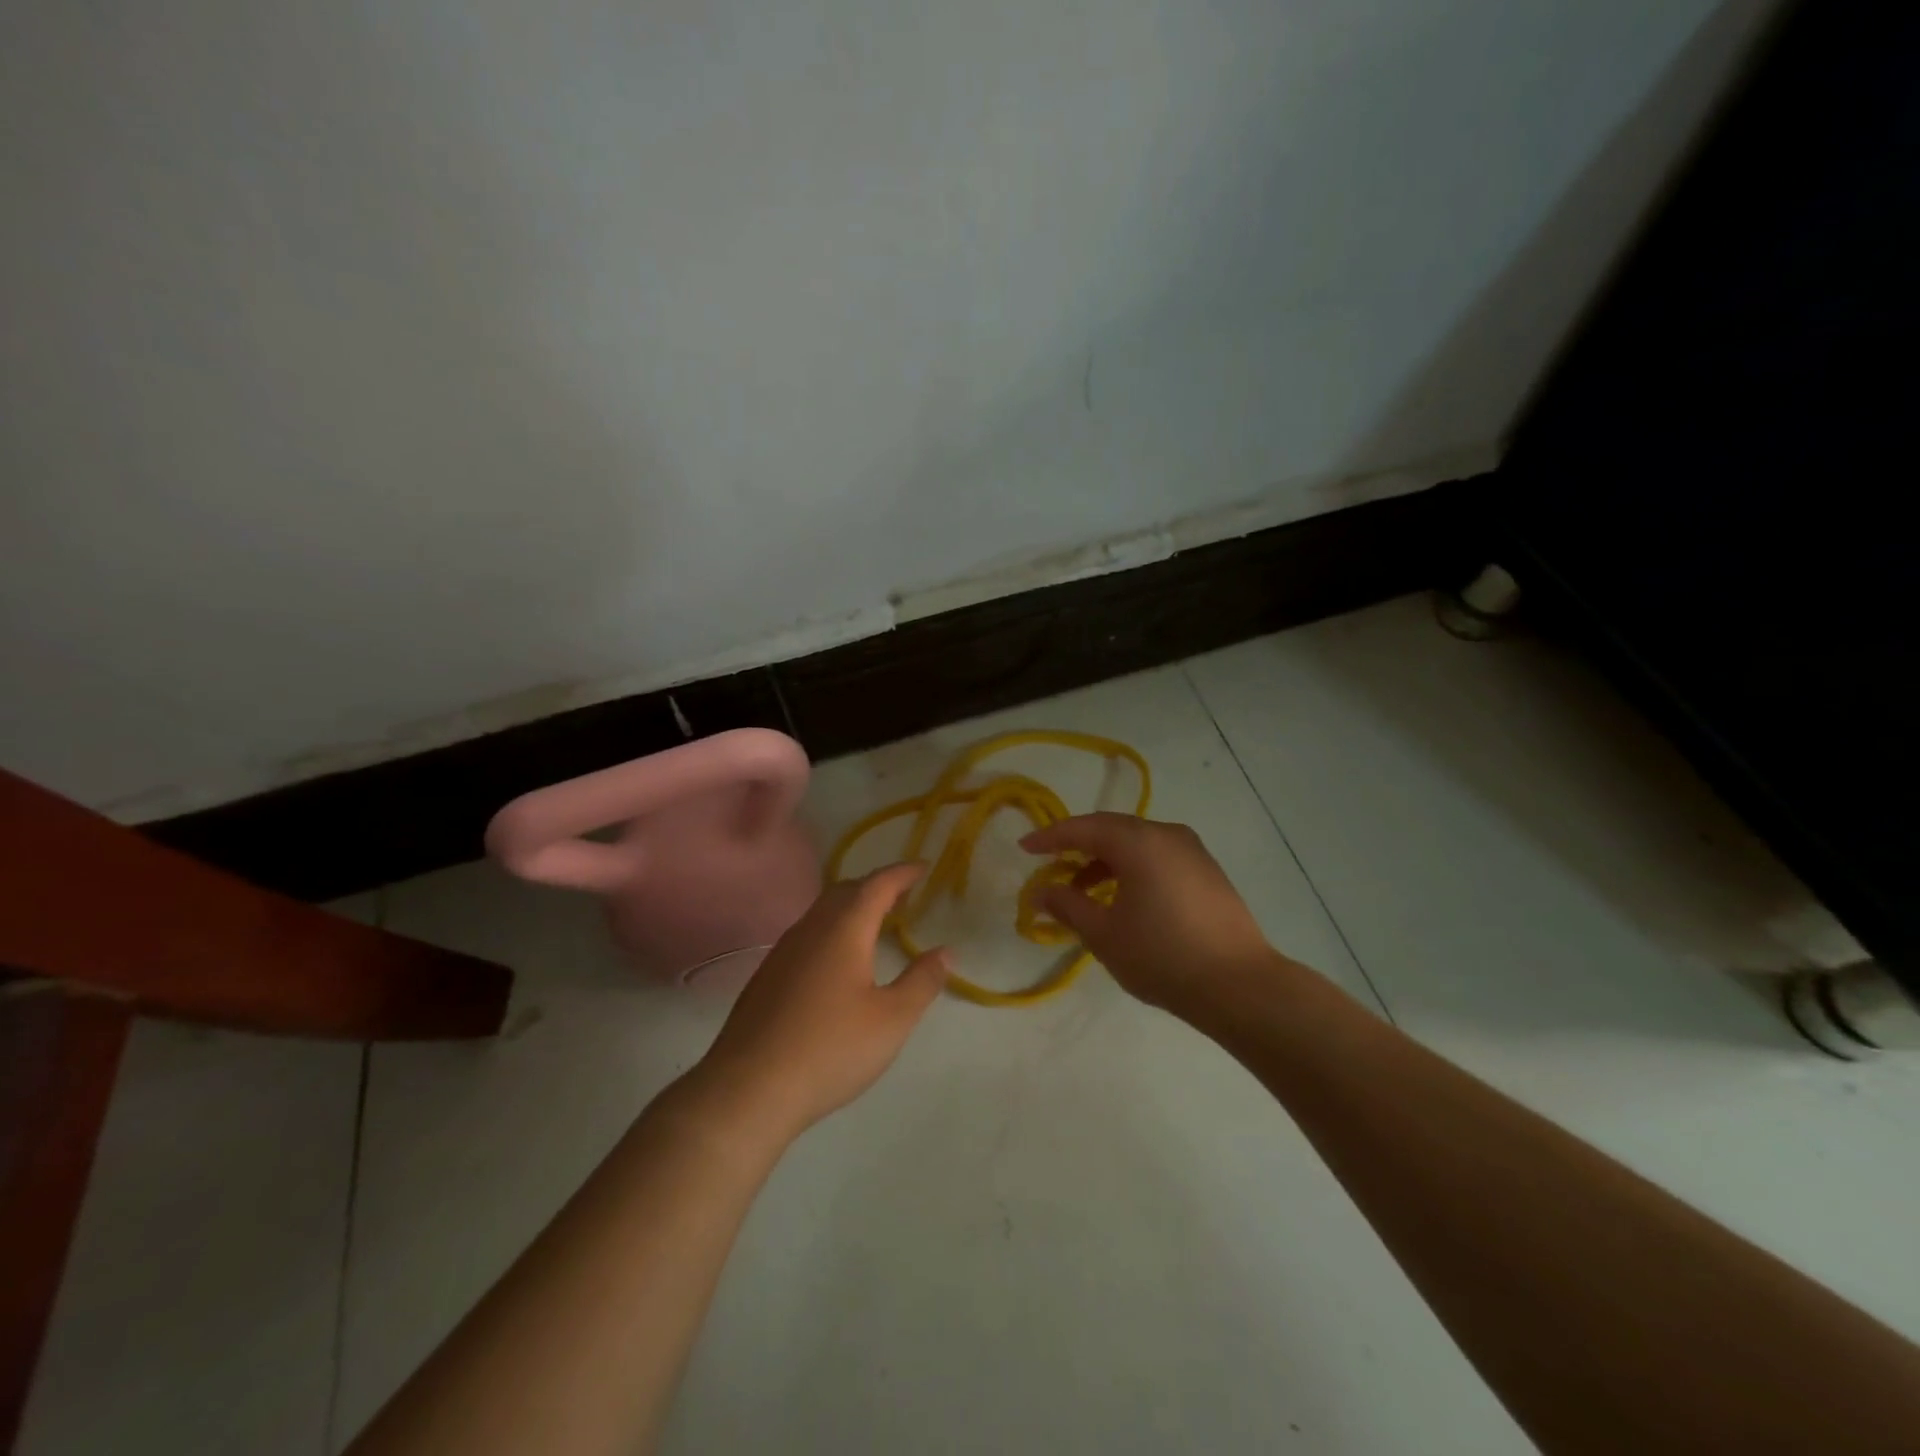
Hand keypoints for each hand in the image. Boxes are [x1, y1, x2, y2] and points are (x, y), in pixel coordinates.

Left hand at [688, 863, 949, 1145]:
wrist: (748, 1088)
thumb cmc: (830, 1048)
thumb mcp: (891, 1020)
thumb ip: (922, 981)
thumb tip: (946, 952)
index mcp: (844, 929)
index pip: (877, 884)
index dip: (903, 872)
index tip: (924, 867)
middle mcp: (811, 929)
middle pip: (846, 890)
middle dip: (876, 886)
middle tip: (904, 895)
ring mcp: (783, 951)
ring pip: (822, 912)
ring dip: (852, 907)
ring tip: (876, 923)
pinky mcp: (767, 975)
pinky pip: (807, 934)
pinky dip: (832, 929)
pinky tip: (838, 960)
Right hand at [1021, 813, 1286, 1021]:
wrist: (1240, 986)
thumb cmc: (1163, 956)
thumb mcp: (1104, 934)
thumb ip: (1068, 906)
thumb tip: (1041, 891)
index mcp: (1139, 842)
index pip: (1083, 828)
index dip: (1050, 837)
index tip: (1024, 848)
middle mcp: (1167, 835)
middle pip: (1111, 829)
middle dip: (1077, 845)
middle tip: (1050, 864)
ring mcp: (1193, 851)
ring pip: (1136, 843)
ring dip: (1105, 860)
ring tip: (1082, 889)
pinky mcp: (1207, 872)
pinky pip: (1158, 856)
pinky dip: (1132, 868)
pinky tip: (1122, 897)